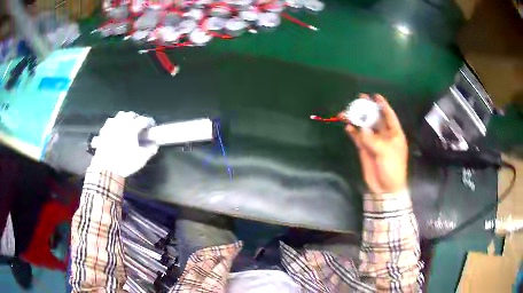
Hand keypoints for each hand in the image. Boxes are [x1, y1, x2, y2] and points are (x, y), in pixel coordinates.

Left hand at [89, 111, 158, 177]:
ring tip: (128, 125)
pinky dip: (115, 123)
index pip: (144, 120)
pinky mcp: (104, 131)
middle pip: (132, 115)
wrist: (106, 169)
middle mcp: (122, 122)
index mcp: (132, 127)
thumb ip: (150, 150)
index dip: (150, 122)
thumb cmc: (125, 162)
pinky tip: (116, 129)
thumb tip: (155, 145)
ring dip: (126, 118)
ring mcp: (111, 125)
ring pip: (121, 115)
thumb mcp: (141, 159)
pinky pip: (111, 121)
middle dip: (138, 118)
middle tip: (140, 126)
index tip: (152, 127)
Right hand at [340, 94, 407, 193]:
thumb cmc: (392, 168)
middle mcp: (384, 135)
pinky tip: (347, 126)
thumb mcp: (386, 152)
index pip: (389, 116)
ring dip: (357, 120)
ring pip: (364, 127)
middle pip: (375, 119)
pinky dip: (353, 132)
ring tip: (346, 112)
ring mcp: (374, 142)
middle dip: (368, 109)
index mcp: (394, 134)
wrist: (385, 188)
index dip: (383, 105)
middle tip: (359, 99)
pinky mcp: (365, 149)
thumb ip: (373, 140)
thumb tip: (361, 128)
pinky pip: (358, 138)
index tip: (375, 96)